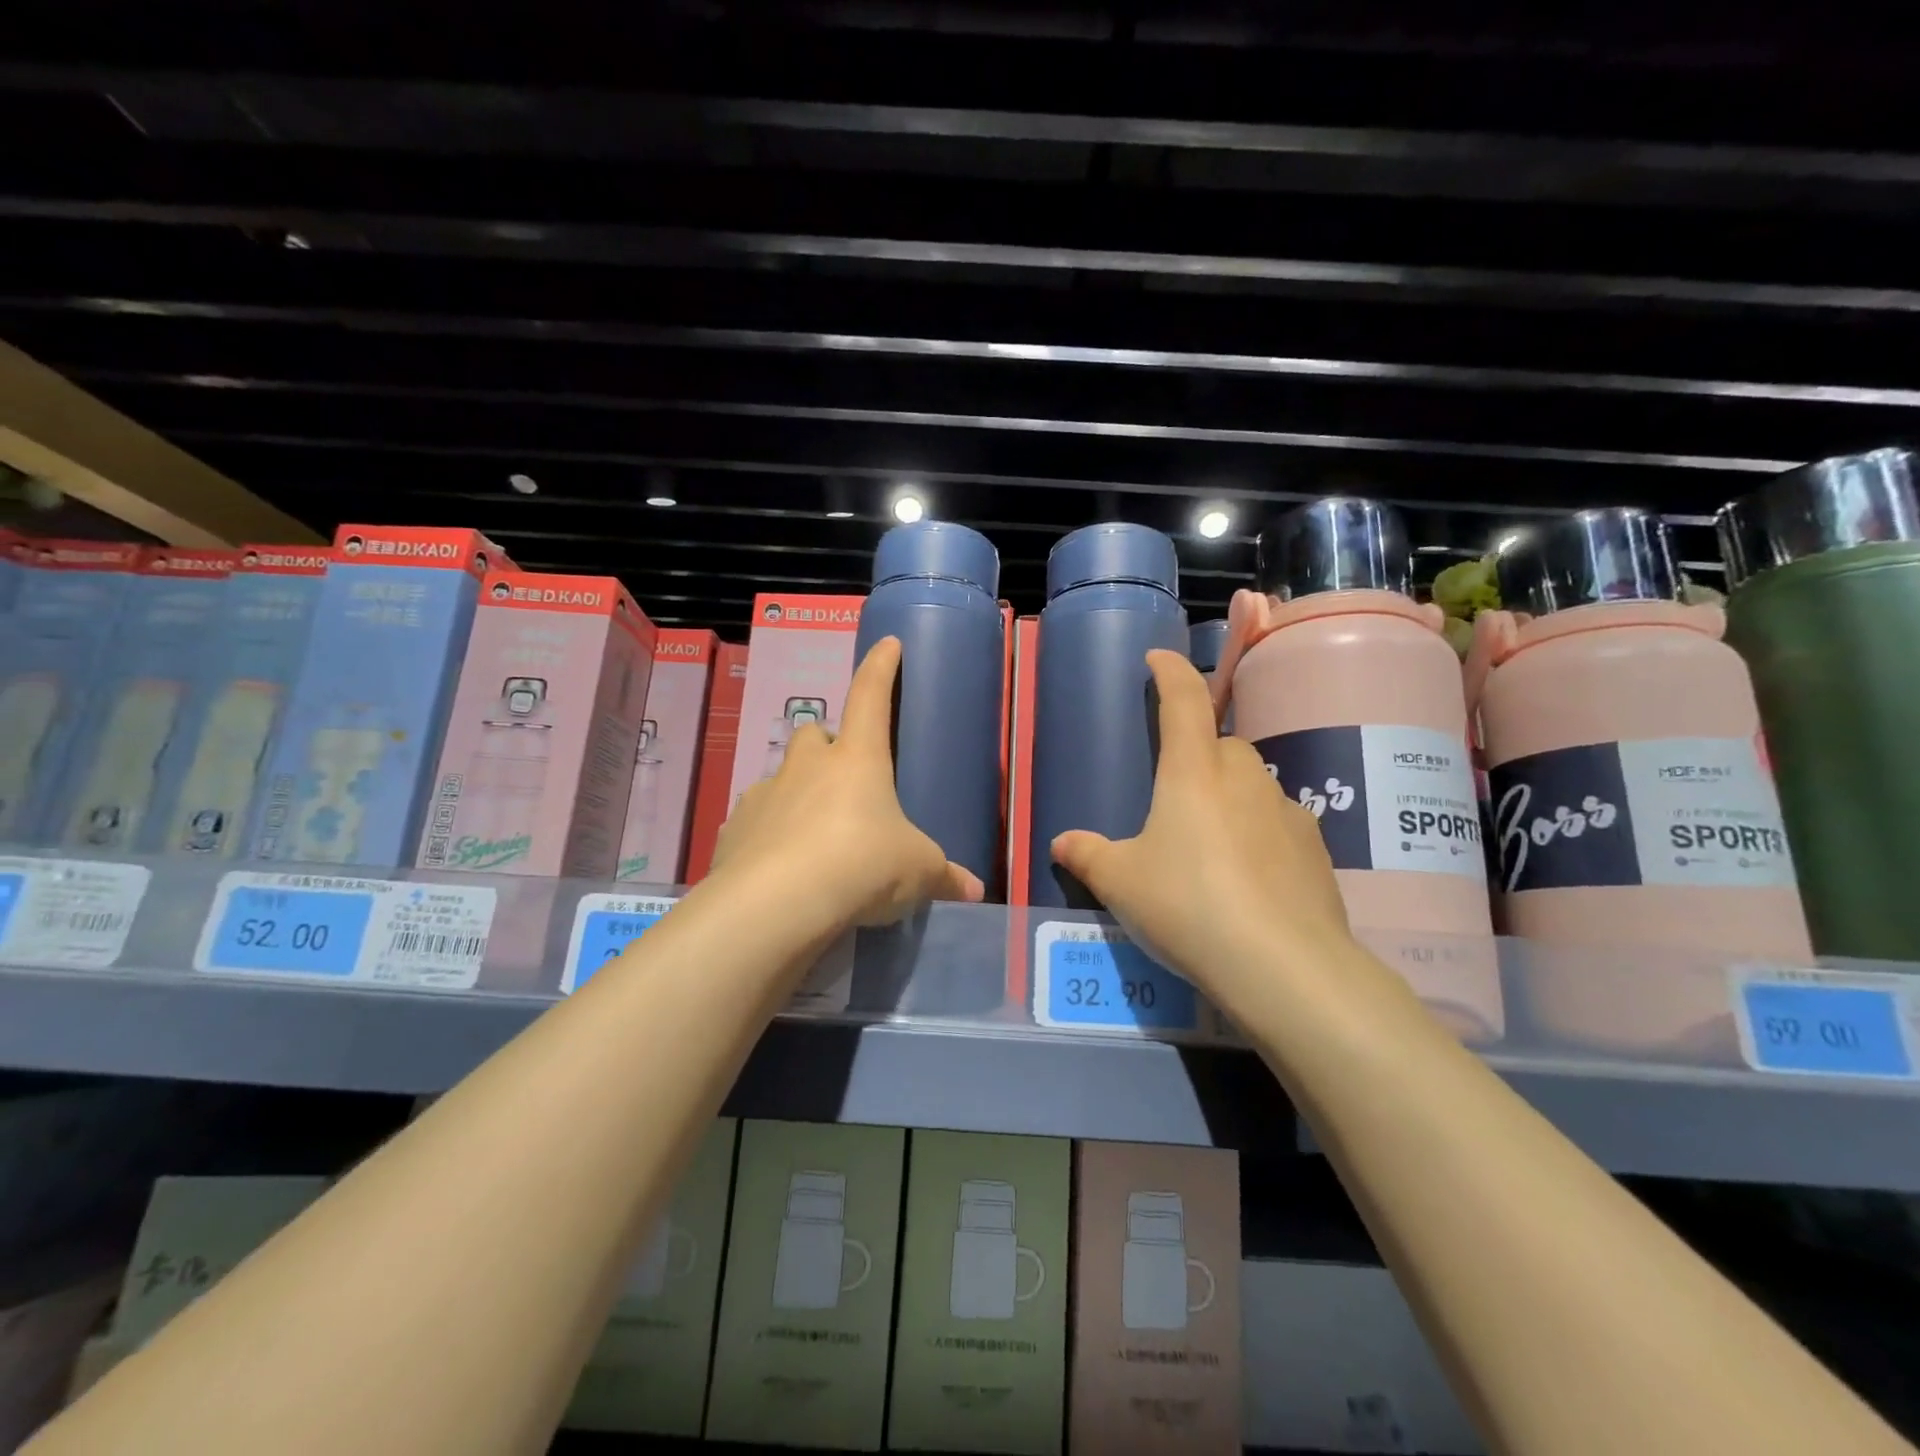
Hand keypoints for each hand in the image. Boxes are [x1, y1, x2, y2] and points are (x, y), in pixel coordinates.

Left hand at [711, 635, 985, 930]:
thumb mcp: (916, 871)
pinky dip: (770, 833)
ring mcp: (765, 794)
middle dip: (828, 744)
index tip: (888, 645)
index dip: (881, 668)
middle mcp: (807, 766)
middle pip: (814, 734)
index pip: (871, 696)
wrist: (778, 904)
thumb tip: (974, 890)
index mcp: (857, 759)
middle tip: (844, 775)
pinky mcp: (734, 829)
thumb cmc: (863, 866)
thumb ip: (944, 876)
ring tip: (815, 832)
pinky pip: (756, 820)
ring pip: (782, 777)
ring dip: (798, 792)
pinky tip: (782, 865)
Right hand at [1049, 650, 1353, 995]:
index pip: (1184, 701)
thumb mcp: (1120, 883)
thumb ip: (1088, 856)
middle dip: (1199, 753)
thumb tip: (1062, 843)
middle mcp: (1244, 778)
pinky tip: (1247, 875)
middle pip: (1221, 745)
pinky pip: (1278, 822)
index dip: (1171, 673)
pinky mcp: (1315, 849)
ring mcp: (1286, 811)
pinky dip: (1259, 832)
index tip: (1159, 658)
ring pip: (1252, 784)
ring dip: (1230, 795)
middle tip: (1176, 793)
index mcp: (1193, 772)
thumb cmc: (1186, 905)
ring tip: (1209, 843)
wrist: (1281, 964)